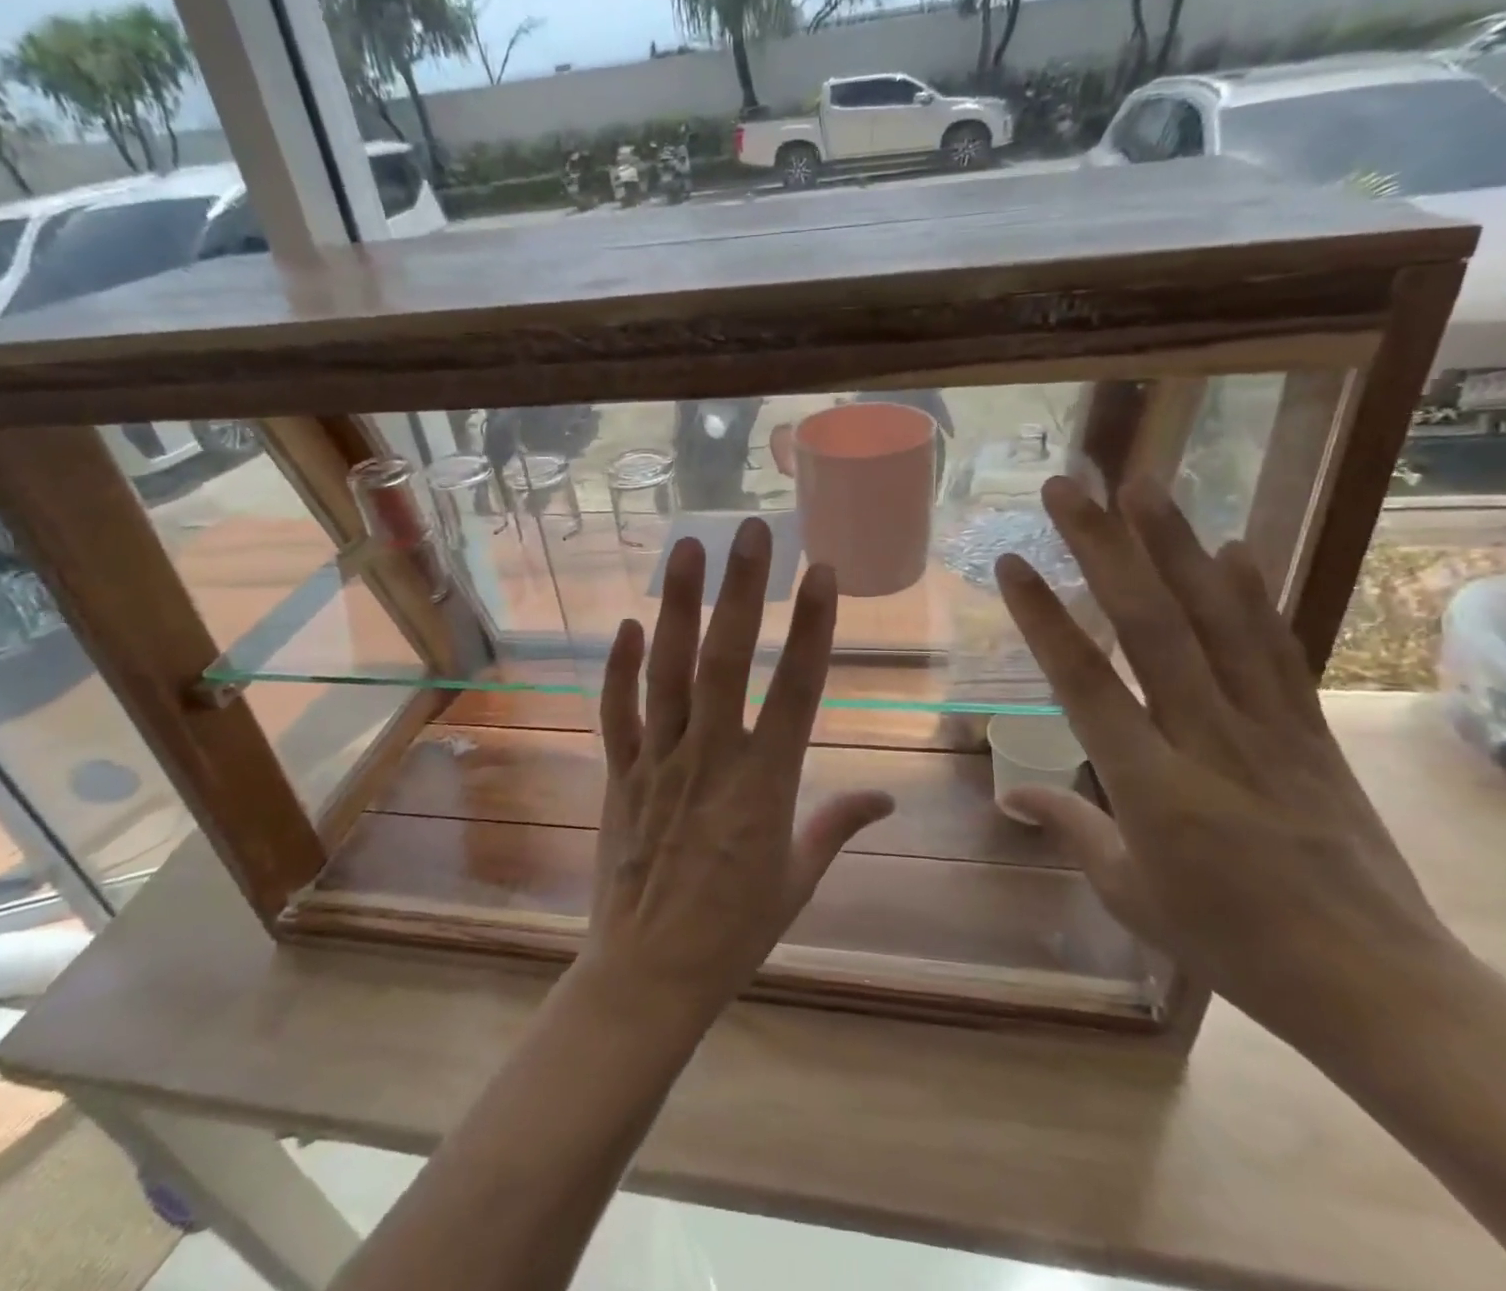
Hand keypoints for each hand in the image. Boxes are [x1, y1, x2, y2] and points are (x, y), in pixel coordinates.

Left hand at [576, 518, 893, 1035]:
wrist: (649, 975)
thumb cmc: (735, 931)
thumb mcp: (799, 879)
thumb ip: (839, 826)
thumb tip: (887, 799)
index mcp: (766, 784)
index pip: (797, 690)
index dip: (812, 627)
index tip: (821, 573)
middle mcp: (711, 759)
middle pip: (727, 662)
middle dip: (741, 591)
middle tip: (749, 530)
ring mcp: (658, 761)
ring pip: (667, 673)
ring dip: (678, 607)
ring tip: (686, 548)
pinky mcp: (619, 773)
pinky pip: (617, 712)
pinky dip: (620, 667)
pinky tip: (629, 623)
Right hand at [994, 476, 1451, 1048]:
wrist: (1376, 985)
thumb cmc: (1231, 944)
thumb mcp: (1130, 893)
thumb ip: (1071, 827)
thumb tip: (1011, 791)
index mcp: (1152, 787)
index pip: (1085, 683)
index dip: (1045, 618)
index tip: (1013, 562)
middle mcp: (1208, 739)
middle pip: (1151, 627)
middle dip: (1103, 549)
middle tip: (1068, 489)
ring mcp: (1268, 728)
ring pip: (1215, 621)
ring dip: (1175, 546)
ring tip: (1142, 486)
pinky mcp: (1310, 730)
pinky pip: (1277, 650)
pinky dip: (1253, 594)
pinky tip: (1233, 546)